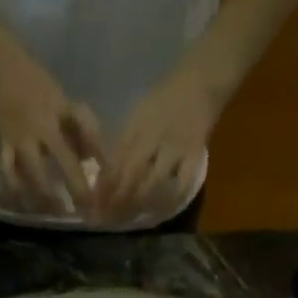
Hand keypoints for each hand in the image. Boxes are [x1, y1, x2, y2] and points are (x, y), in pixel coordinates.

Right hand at [0, 32, 102, 216]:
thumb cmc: (29, 75)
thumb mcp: (57, 94)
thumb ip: (73, 124)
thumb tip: (90, 156)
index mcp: (60, 106)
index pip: (88, 130)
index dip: (102, 154)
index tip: (114, 176)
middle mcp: (43, 123)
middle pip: (64, 160)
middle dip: (77, 187)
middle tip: (88, 210)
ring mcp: (21, 134)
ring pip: (36, 174)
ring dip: (47, 197)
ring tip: (57, 213)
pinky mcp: (2, 141)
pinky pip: (9, 171)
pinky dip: (16, 188)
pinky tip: (24, 202)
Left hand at [100, 61, 220, 223]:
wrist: (202, 77)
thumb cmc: (167, 95)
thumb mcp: (140, 112)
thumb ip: (125, 140)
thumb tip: (107, 174)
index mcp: (137, 125)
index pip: (116, 160)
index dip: (104, 185)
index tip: (95, 204)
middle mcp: (153, 137)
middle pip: (130, 174)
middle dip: (117, 200)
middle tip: (108, 220)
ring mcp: (174, 147)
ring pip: (152, 183)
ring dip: (138, 204)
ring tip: (130, 219)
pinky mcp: (194, 155)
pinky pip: (180, 184)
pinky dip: (169, 201)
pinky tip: (159, 212)